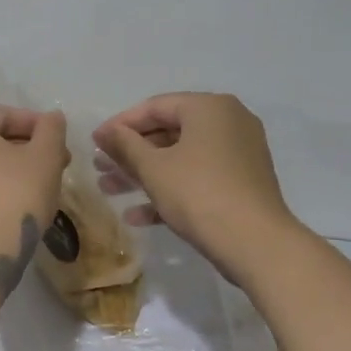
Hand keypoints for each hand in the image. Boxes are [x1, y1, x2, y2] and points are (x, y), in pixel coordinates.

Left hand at [0, 106, 68, 290]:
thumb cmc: (14, 196)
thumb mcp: (44, 158)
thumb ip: (52, 130)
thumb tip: (53, 117)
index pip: (6, 115)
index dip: (39, 127)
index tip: (63, 146)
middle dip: (27, 149)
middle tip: (58, 166)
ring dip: (13, 169)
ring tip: (42, 185)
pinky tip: (17, 203)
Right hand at [93, 93, 295, 282]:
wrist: (256, 244)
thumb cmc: (199, 194)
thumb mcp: (153, 168)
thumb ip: (124, 145)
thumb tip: (103, 131)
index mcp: (209, 107)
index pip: (154, 107)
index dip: (120, 125)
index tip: (94, 144)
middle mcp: (229, 122)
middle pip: (168, 132)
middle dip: (130, 154)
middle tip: (100, 170)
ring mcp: (239, 153)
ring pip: (181, 157)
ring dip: (144, 174)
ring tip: (110, 191)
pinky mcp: (242, 183)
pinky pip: (198, 177)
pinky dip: (170, 190)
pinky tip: (138, 216)